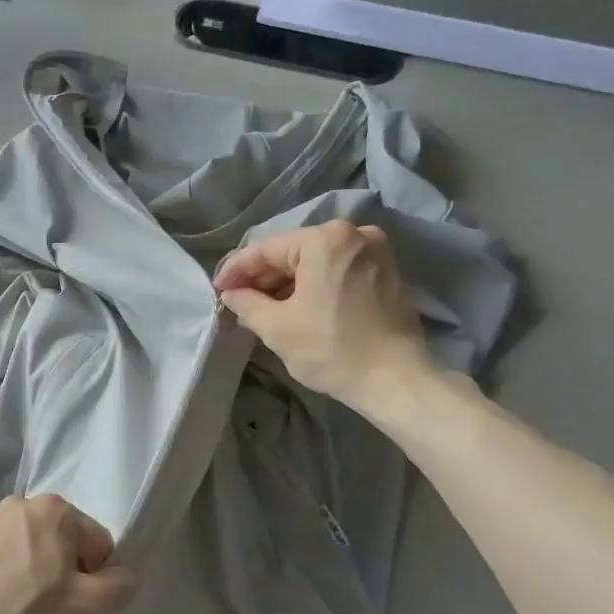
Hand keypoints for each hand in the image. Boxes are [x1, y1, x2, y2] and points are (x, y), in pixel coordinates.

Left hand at [0, 495, 136, 613]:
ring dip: (41, 576)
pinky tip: (4, 608)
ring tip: (27, 612)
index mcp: (54, 508)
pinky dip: (13, 580)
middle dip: (68, 574)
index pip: (98, 543)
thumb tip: (123, 574)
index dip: (97, 578)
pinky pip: (8, 560)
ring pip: (36, 552)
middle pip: (66, 543)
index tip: (78, 604)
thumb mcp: (91, 607)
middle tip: (55, 610)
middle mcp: (21, 504)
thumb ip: (121, 584)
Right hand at [213, 220, 434, 412]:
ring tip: (262, 307)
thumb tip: (231, 293)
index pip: (266, 249)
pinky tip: (295, 306)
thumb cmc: (332, 349)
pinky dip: (313, 285)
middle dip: (263, 276)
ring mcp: (375, 250)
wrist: (395, 380)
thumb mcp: (277, 327)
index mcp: (325, 240)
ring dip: (287, 282)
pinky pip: (337, 270)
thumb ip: (246, 303)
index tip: (217, 288)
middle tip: (237, 300)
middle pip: (293, 251)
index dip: (236, 269)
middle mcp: (354, 233)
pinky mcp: (386, 271)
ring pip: (316, 261)